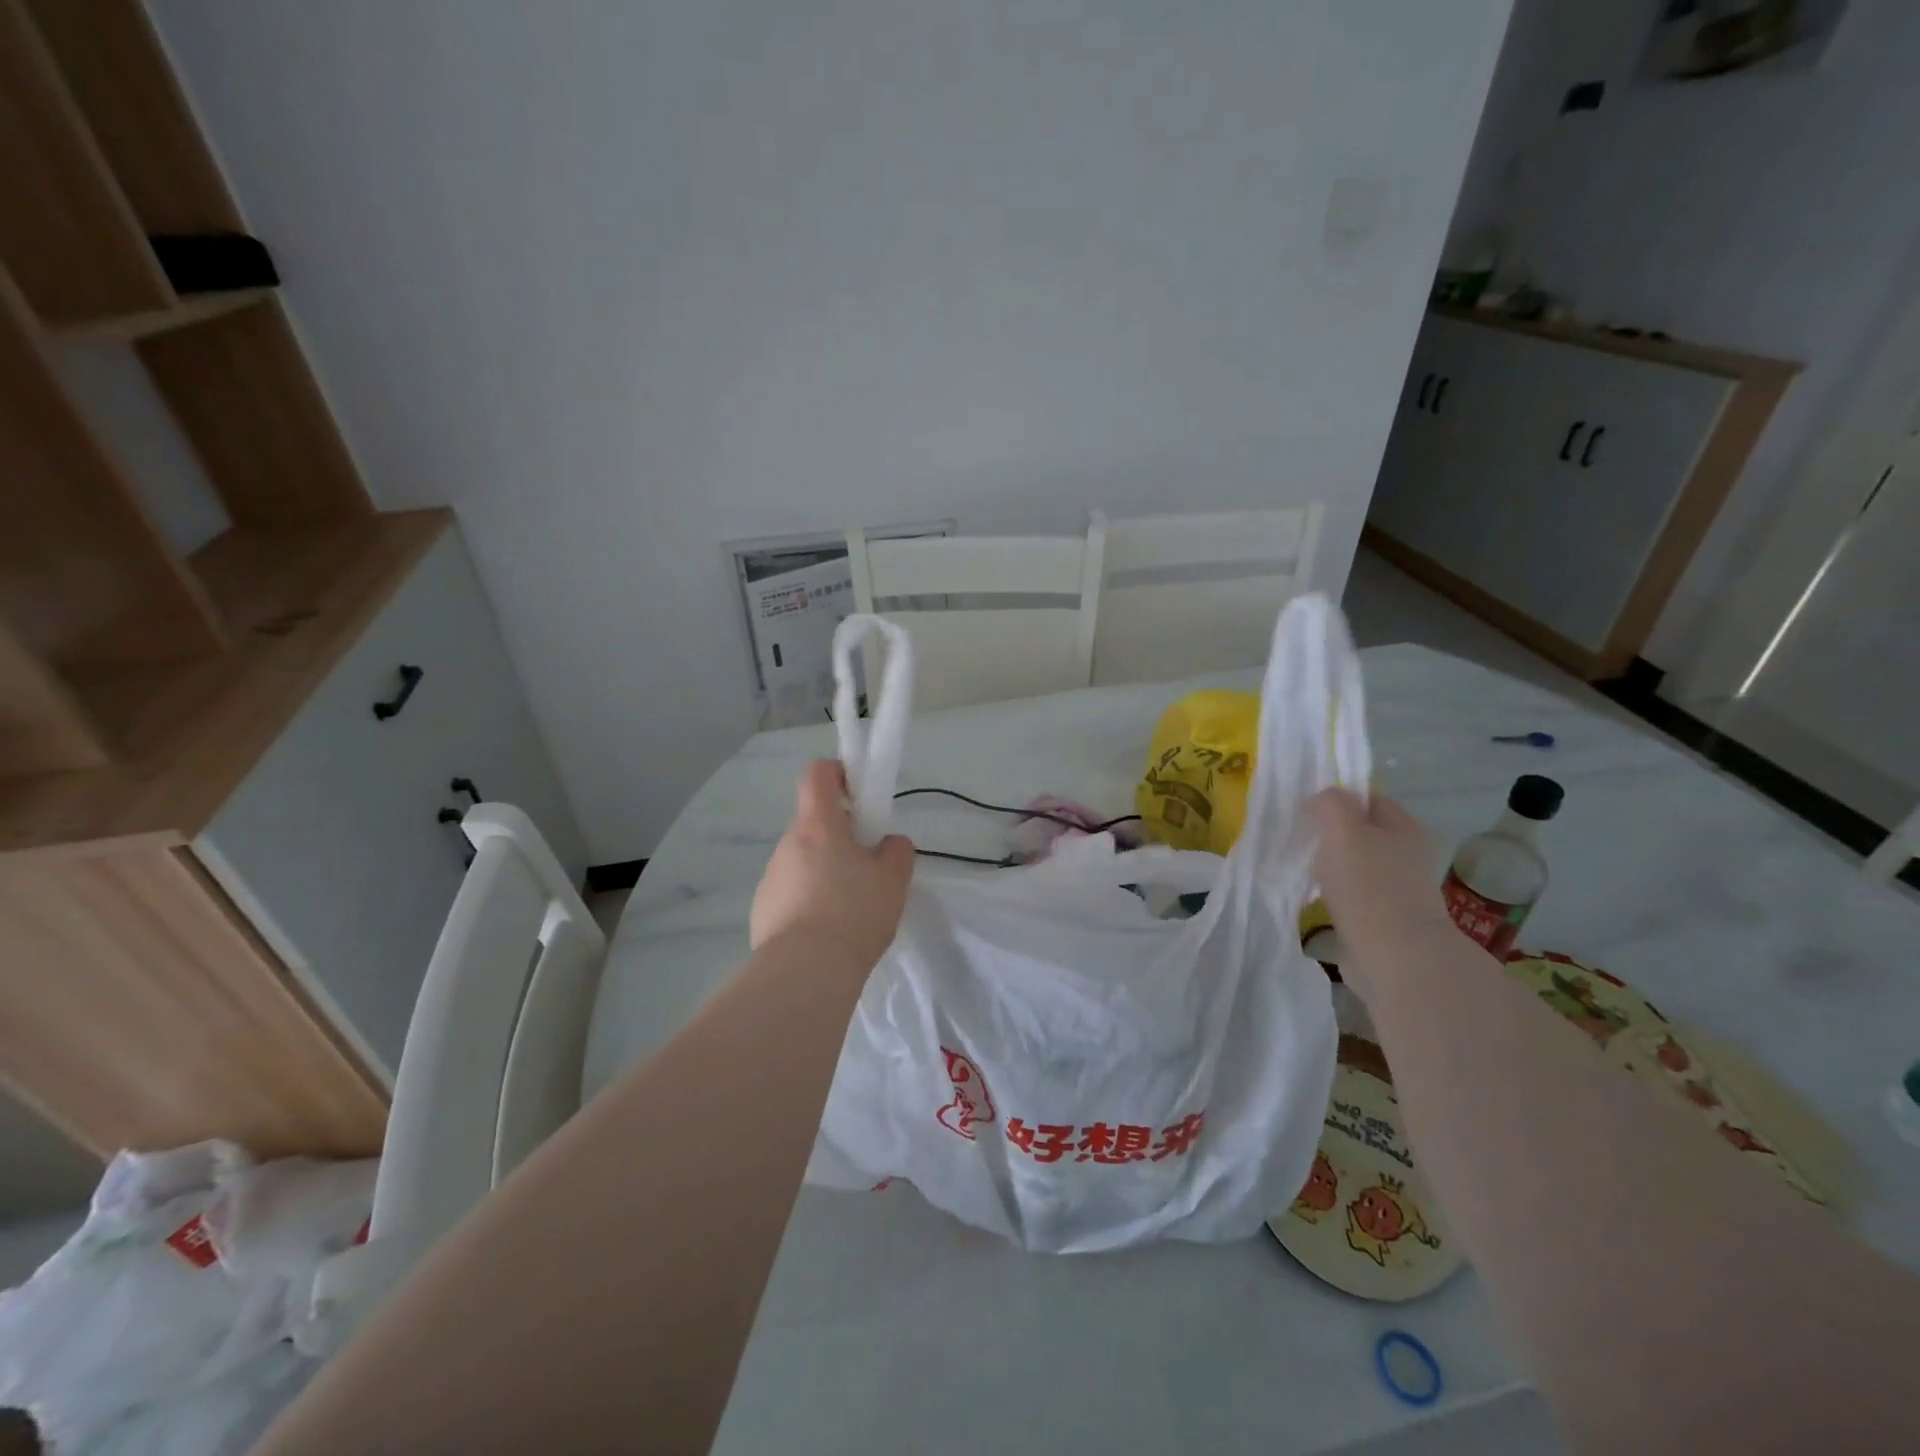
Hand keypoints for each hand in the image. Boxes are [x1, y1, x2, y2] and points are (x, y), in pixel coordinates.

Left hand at [750, 760, 914, 968]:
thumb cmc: (854, 912)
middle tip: (867, 866)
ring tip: (850, 909)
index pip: (817, 774)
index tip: (858, 794)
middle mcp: (787, 844)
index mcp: (818, 825)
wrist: (806, 972)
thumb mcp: (893, 879)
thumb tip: (888, 844)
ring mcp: (770, 878)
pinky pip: (791, 893)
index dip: (837, 773)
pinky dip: (809, 902)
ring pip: (802, 861)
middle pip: (813, 824)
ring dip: (824, 872)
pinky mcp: (762, 911)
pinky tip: (827, 933)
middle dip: (839, 837)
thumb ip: (897, 851)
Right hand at [1308, 787, 1449, 970]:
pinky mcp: (1386, 918)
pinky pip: (1354, 895)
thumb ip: (1329, 804)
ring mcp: (1400, 889)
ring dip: (1331, 868)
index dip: (1338, 800)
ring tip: (1310, 875)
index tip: (1308, 814)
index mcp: (1406, 828)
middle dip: (1331, 837)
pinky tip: (1320, 901)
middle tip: (1306, 845)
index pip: (1369, 799)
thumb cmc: (1369, 886)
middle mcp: (1409, 855)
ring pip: (1356, 865)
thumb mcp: (1342, 830)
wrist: (1396, 958)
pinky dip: (1336, 895)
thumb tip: (1321, 802)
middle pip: (1362, 833)